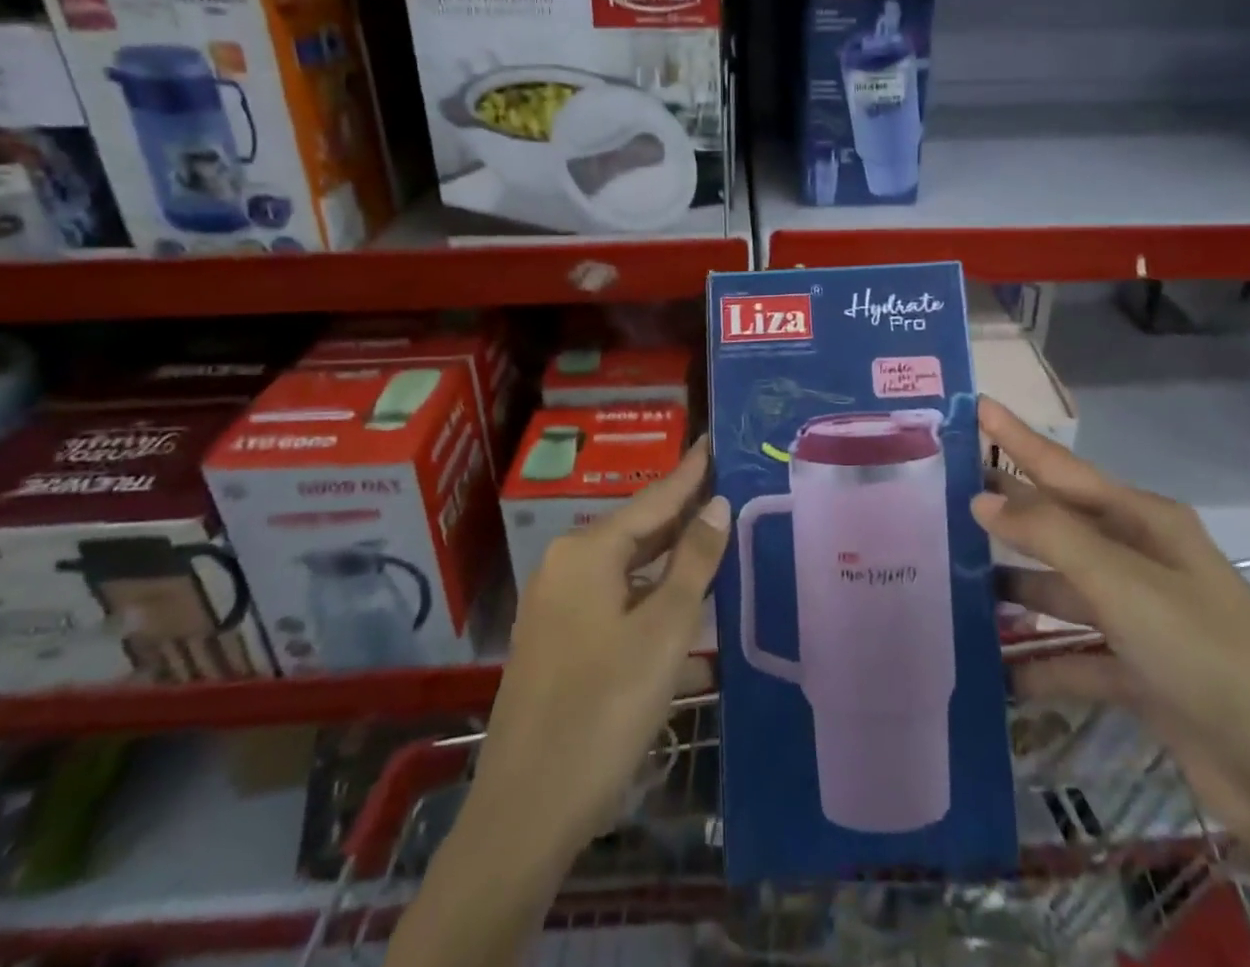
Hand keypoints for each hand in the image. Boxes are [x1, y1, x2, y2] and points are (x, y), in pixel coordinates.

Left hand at [468, 442, 727, 856]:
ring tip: (710, 534)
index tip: (711, 440)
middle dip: (680, 512)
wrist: (526, 810)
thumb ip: (693, 562)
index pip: (653, 499)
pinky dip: (646, 589)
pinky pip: (610, 595)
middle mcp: (564, 565)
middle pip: (636, 528)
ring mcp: (554, 603)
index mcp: (587, 551)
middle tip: (723, 486)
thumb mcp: (664, 631)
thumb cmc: (604, 710)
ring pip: (624, 565)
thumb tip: (716, 504)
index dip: (688, 472)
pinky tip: (675, 596)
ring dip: (666, 555)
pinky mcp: (555, 639)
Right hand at [974, 400, 1249, 966]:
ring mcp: (1138, 617)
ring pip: (1060, 589)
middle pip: (1056, 524)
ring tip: (953, 581)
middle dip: (1005, 510)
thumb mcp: (1123, 583)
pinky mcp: (1138, 672)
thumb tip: (982, 498)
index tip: (975, 404)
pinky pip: (1073, 656)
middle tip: (941, 491)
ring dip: (1014, 588)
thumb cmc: (1205, 654)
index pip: (1062, 467)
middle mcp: (1138, 559)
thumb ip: (1049, 535)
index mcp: (1143, 522)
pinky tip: (993, 670)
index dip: (1016, 436)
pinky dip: (1039, 663)